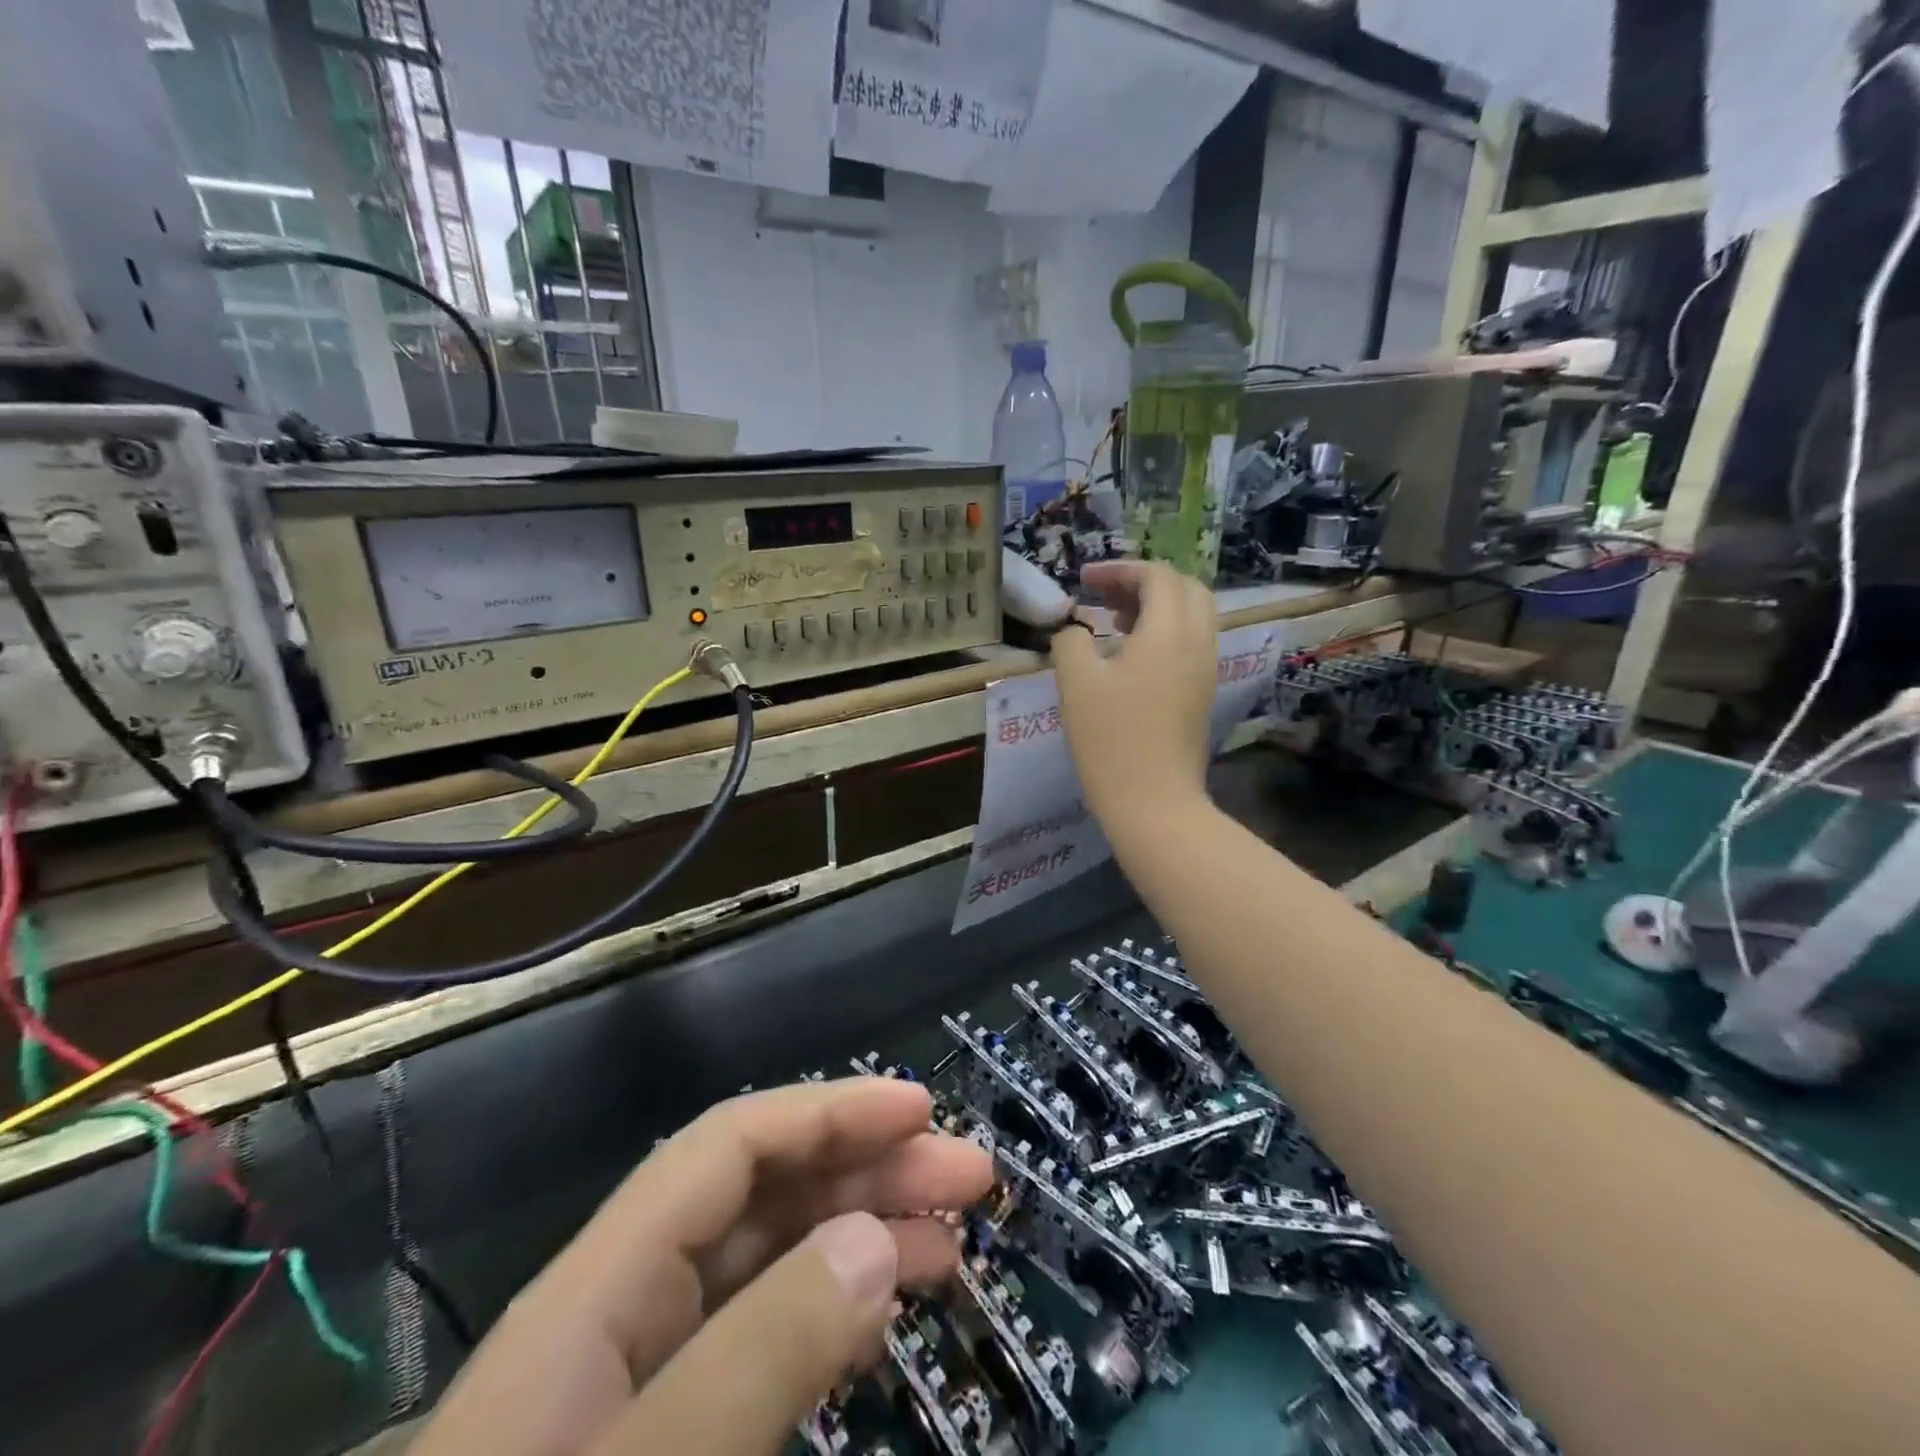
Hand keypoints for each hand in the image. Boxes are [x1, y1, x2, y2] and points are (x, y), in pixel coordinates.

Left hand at [412, 1078, 993, 1455]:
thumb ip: (756, 1357)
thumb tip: (873, 1240)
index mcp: (599, 1289)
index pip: (729, 1146)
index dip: (827, 1110)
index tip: (920, 1111)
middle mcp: (623, 1308)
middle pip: (762, 1193)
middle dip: (867, 1168)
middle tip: (968, 1182)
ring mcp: (643, 1377)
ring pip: (770, 1257)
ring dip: (861, 1231)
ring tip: (950, 1245)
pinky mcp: (666, 1433)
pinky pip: (764, 1333)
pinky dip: (831, 1307)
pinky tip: (877, 1315)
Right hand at [1052, 560, 1218, 833]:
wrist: (1154, 802)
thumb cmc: (1111, 739)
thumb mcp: (1076, 683)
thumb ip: (1071, 642)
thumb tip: (1075, 631)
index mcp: (1169, 632)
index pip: (1157, 576)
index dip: (1120, 570)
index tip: (1083, 581)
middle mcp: (1198, 643)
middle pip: (1185, 589)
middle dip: (1144, 583)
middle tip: (1105, 596)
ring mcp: (1205, 670)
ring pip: (1192, 616)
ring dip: (1156, 607)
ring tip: (1114, 622)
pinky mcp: (1201, 694)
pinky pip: (1191, 644)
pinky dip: (1164, 632)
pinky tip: (1130, 656)